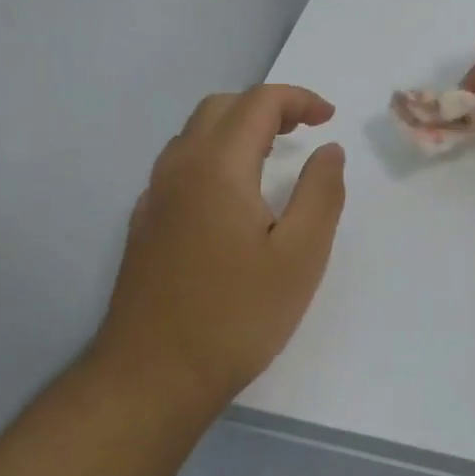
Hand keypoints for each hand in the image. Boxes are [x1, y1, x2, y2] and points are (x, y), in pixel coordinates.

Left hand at [98, 85, 346, 408]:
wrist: (152, 376)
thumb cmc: (236, 316)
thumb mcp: (301, 256)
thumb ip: (321, 193)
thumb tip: (329, 150)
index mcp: (217, 166)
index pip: (258, 103)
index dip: (299, 99)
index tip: (329, 118)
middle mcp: (178, 168)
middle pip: (220, 108)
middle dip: (266, 107)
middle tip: (303, 130)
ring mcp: (154, 196)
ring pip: (195, 134)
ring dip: (237, 128)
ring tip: (273, 155)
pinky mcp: (145, 223)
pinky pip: (180, 165)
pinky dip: (214, 155)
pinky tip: (233, 196)